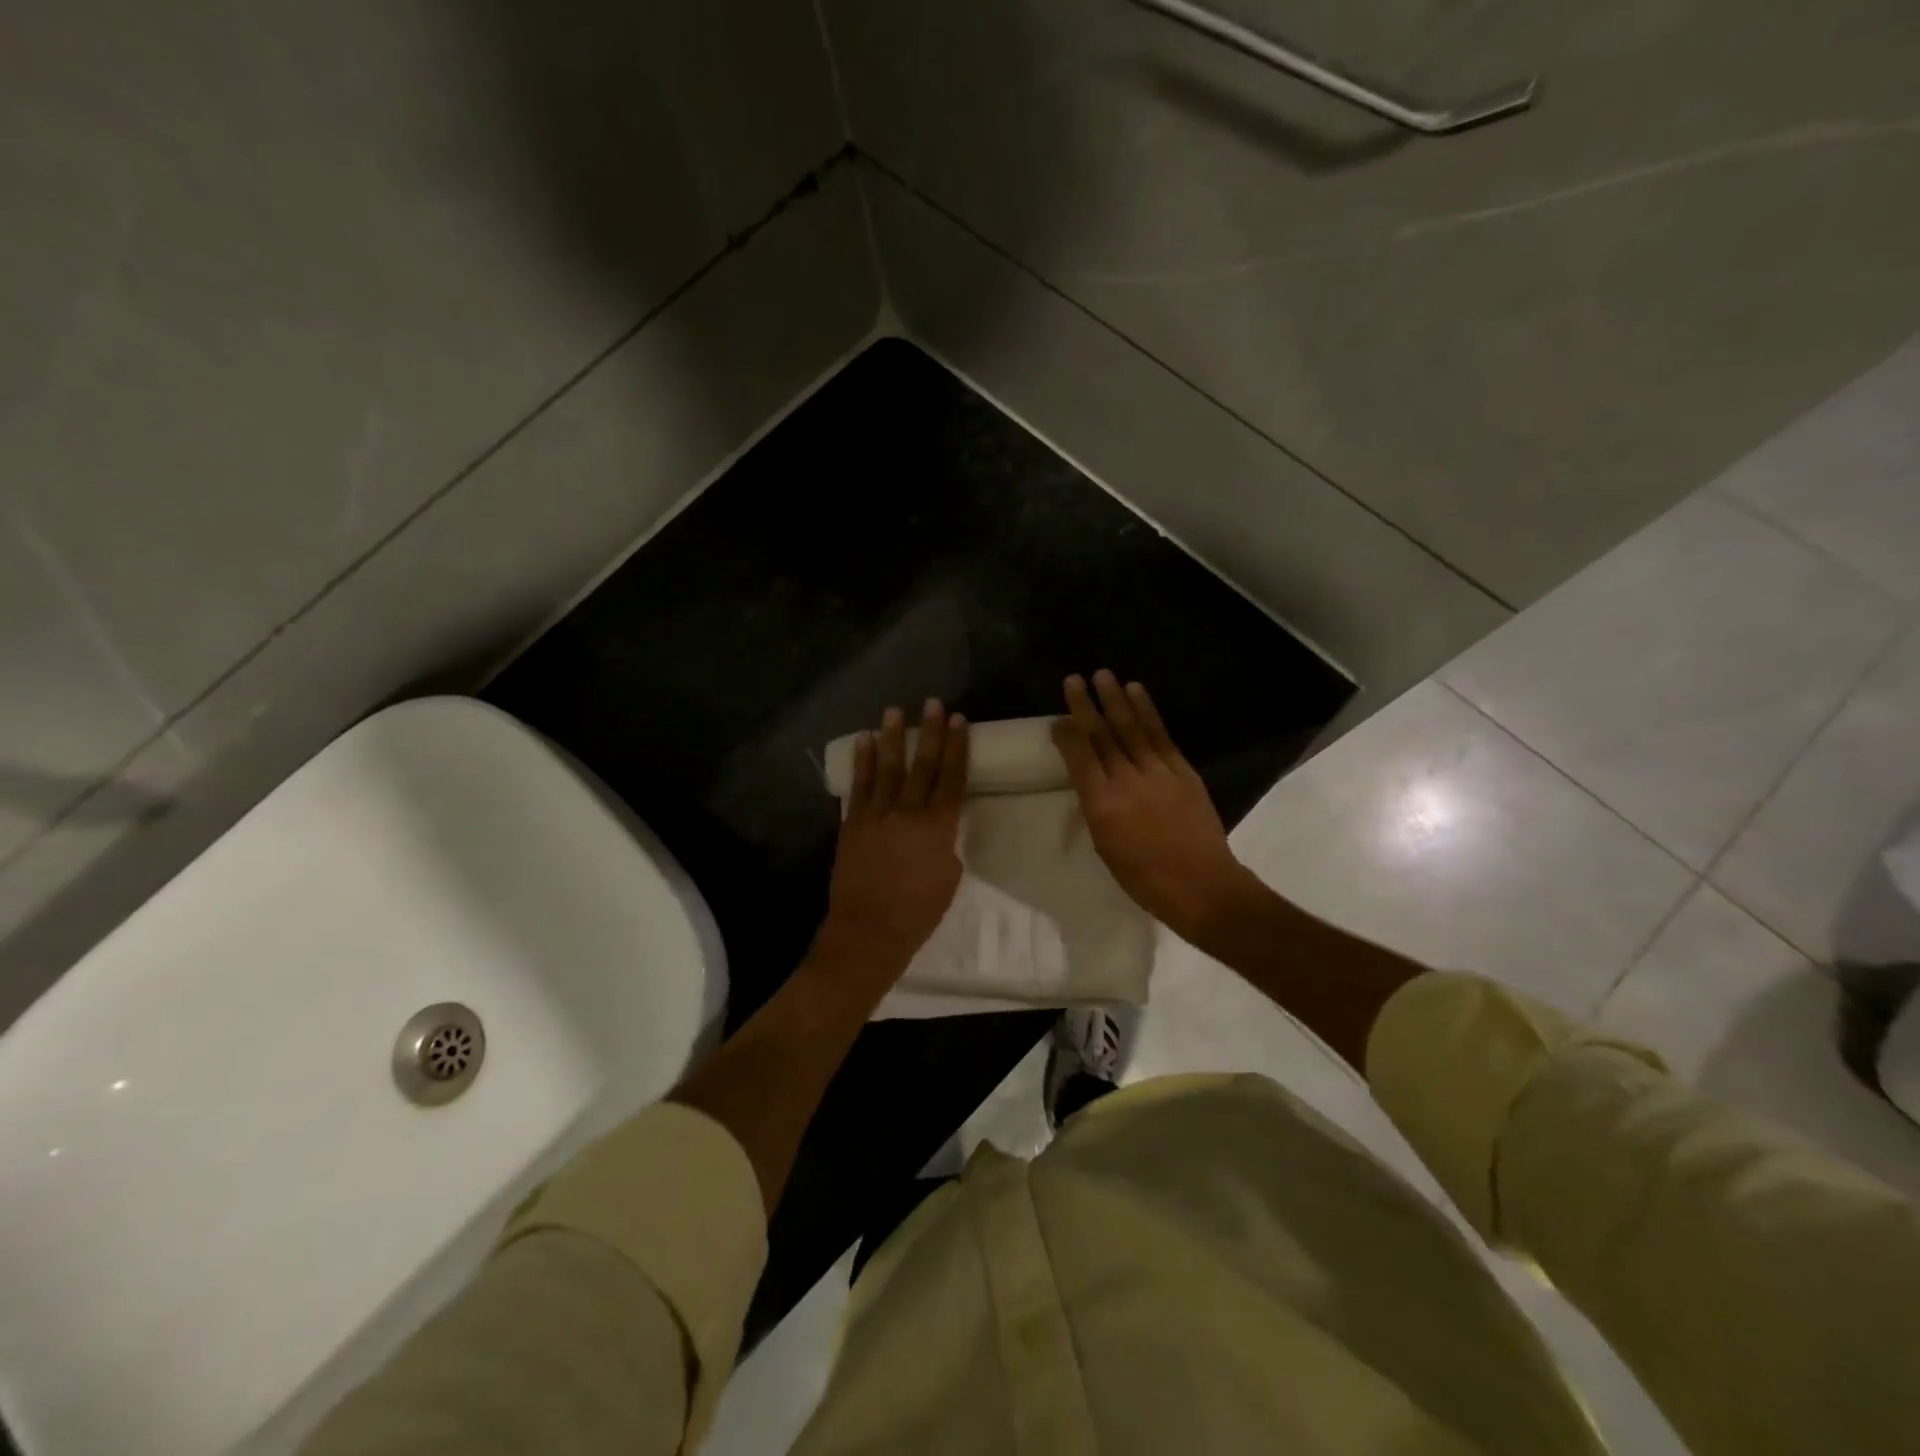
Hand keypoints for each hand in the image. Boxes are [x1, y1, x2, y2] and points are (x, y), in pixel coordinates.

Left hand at [820, 700, 969, 977]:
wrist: (869, 930)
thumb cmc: (918, 912)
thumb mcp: (948, 877)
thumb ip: (945, 844)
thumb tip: (935, 828)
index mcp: (939, 827)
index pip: (952, 778)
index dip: (957, 748)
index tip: (959, 721)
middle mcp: (908, 812)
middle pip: (923, 765)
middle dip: (930, 732)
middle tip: (933, 704)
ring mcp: (877, 815)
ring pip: (888, 768)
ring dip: (893, 737)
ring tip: (895, 711)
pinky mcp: (853, 823)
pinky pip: (859, 785)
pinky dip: (863, 761)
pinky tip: (865, 741)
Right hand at [1052, 671, 1254, 943]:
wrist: (1201, 885)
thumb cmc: (1143, 877)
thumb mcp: (1105, 845)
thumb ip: (1096, 806)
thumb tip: (1092, 778)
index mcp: (1101, 804)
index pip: (1079, 757)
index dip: (1066, 734)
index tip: (1057, 719)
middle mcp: (1126, 780)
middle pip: (1102, 735)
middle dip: (1086, 705)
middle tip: (1074, 679)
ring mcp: (1157, 771)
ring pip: (1132, 727)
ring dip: (1116, 699)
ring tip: (1104, 675)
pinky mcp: (1182, 770)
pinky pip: (1160, 734)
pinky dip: (1148, 711)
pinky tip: (1137, 693)